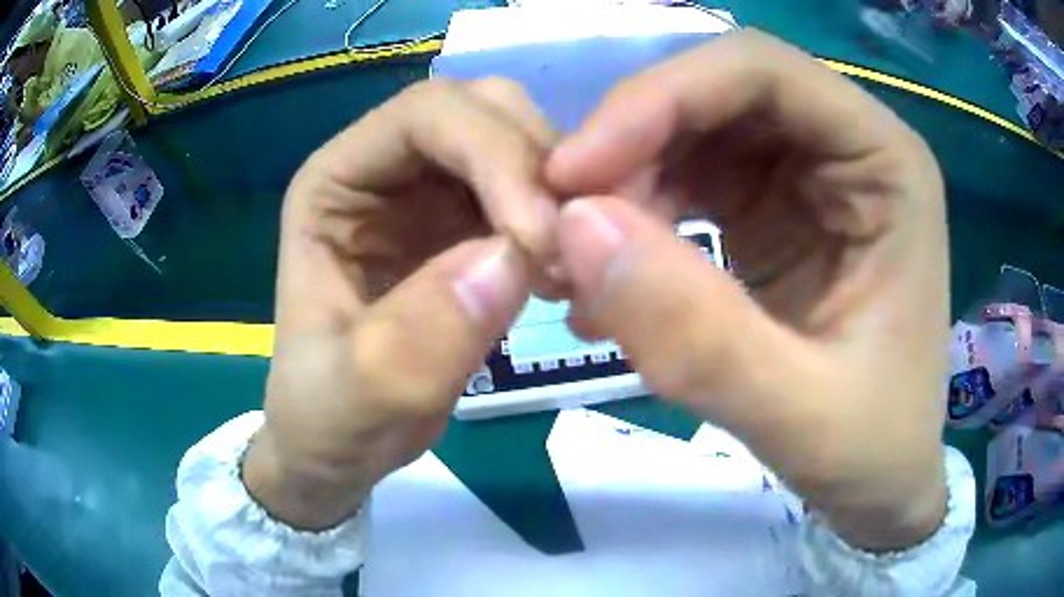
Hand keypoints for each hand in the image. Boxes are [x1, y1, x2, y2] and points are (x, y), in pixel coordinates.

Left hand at [242, 78, 556, 529]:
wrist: (341, 443)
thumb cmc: (327, 416)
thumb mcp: (353, 398)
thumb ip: (415, 340)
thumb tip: (511, 259)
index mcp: (335, 183)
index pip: (424, 115)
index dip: (491, 153)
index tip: (537, 240)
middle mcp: (386, 168)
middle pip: (483, 108)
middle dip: (537, 162)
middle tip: (569, 249)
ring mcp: (433, 192)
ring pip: (521, 141)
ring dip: (561, 191)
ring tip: (569, 272)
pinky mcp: (472, 225)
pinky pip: (537, 192)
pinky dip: (565, 222)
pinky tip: (564, 279)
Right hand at [547, 30, 947, 550]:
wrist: (882, 482)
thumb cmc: (873, 448)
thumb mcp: (798, 415)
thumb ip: (697, 336)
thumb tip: (574, 230)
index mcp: (885, 162)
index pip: (760, 71)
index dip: (662, 98)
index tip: (575, 173)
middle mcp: (846, 148)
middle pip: (715, 94)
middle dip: (630, 147)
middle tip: (563, 231)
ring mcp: (806, 176)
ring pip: (689, 135)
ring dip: (622, 190)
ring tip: (578, 275)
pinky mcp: (771, 211)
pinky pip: (686, 184)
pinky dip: (635, 226)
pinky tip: (608, 293)